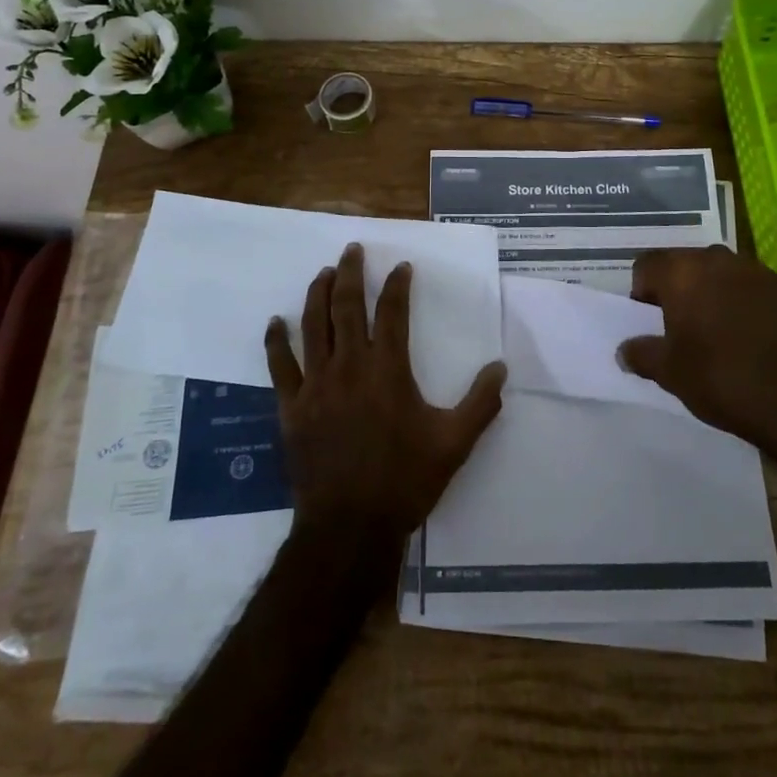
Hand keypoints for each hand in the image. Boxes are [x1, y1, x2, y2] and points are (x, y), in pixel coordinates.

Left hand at [265, 243, 506, 541]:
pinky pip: (280, 366)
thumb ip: (480, 403)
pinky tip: (275, 323)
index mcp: (389, 370)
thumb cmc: (405, 480)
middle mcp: (350, 366)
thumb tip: (501, 368)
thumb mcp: (454, 443)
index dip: (398, 286)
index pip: (394, 313)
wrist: (350, 526)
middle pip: (348, 307)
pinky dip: (276, 341)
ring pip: (314, 326)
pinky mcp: (292, 407)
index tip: (402, 267)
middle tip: (352, 250)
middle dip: (352, 273)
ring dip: (318, 294)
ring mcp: (316, 384)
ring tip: (323, 273)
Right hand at [618, 246, 776, 470]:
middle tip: (682, 326)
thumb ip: (641, 354)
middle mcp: (718, 259)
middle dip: (681, 289)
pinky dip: (749, 304)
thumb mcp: (669, 373)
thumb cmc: (720, 379)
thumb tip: (624, 350)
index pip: (647, 265)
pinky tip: (754, 338)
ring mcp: (757, 270)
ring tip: (720, 332)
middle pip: (687, 264)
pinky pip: (756, 288)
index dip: (642, 291)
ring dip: (716, 293)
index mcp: (682, 272)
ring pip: (724, 274)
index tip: (650, 320)